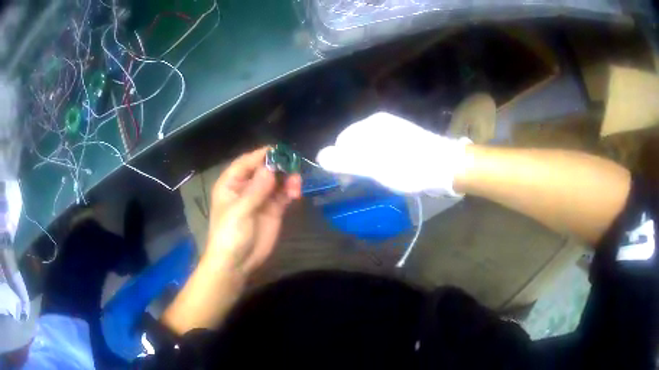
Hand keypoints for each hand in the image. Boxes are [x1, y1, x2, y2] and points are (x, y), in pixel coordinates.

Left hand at [205, 147, 301, 276]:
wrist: (236, 263)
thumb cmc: (229, 234)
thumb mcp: (239, 211)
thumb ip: (256, 189)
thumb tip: (271, 167)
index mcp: (231, 183)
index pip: (247, 162)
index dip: (262, 155)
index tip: (280, 150)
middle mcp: (246, 187)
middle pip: (265, 169)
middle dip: (279, 166)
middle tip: (293, 168)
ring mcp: (261, 198)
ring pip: (277, 181)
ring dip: (287, 178)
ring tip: (296, 184)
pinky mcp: (273, 210)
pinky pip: (283, 194)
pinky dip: (290, 191)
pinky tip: (296, 193)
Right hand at [317, 112, 471, 195]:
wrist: (446, 166)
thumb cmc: (409, 167)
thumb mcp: (374, 166)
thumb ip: (346, 161)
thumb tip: (319, 156)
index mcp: (372, 124)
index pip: (342, 142)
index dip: (341, 162)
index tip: (349, 181)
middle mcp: (381, 122)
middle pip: (355, 143)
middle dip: (355, 163)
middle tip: (367, 181)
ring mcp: (393, 129)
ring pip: (368, 148)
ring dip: (368, 164)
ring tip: (381, 178)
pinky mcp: (404, 138)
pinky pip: (382, 149)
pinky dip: (380, 161)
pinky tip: (391, 171)